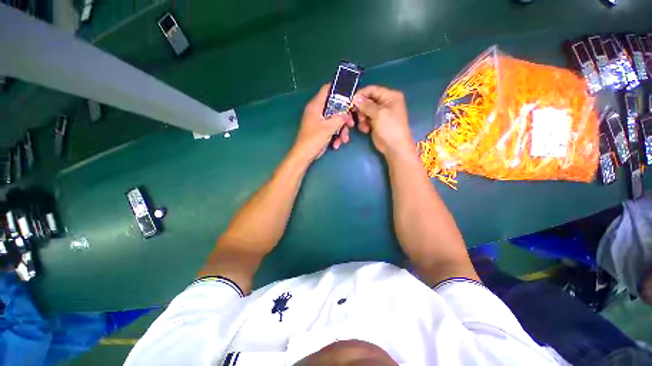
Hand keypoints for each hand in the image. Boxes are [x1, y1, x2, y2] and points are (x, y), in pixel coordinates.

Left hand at [292, 84, 354, 160]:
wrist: (305, 155)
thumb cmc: (314, 139)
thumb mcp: (329, 128)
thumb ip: (340, 118)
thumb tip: (347, 114)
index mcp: (316, 105)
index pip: (327, 89)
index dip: (339, 90)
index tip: (350, 97)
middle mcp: (317, 111)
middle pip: (335, 107)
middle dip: (344, 117)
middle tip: (351, 124)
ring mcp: (319, 121)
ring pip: (335, 119)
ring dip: (341, 130)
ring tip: (344, 140)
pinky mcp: (321, 129)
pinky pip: (332, 128)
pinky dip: (336, 135)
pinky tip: (337, 144)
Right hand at [353, 86, 412, 156]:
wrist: (394, 147)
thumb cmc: (390, 128)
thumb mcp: (379, 114)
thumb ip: (366, 105)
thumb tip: (355, 97)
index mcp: (390, 96)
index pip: (372, 90)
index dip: (361, 95)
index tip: (351, 102)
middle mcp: (385, 102)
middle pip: (367, 100)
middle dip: (361, 109)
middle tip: (357, 116)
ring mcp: (380, 113)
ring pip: (364, 110)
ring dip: (361, 118)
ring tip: (363, 126)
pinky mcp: (375, 122)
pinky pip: (365, 119)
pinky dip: (363, 124)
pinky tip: (365, 130)